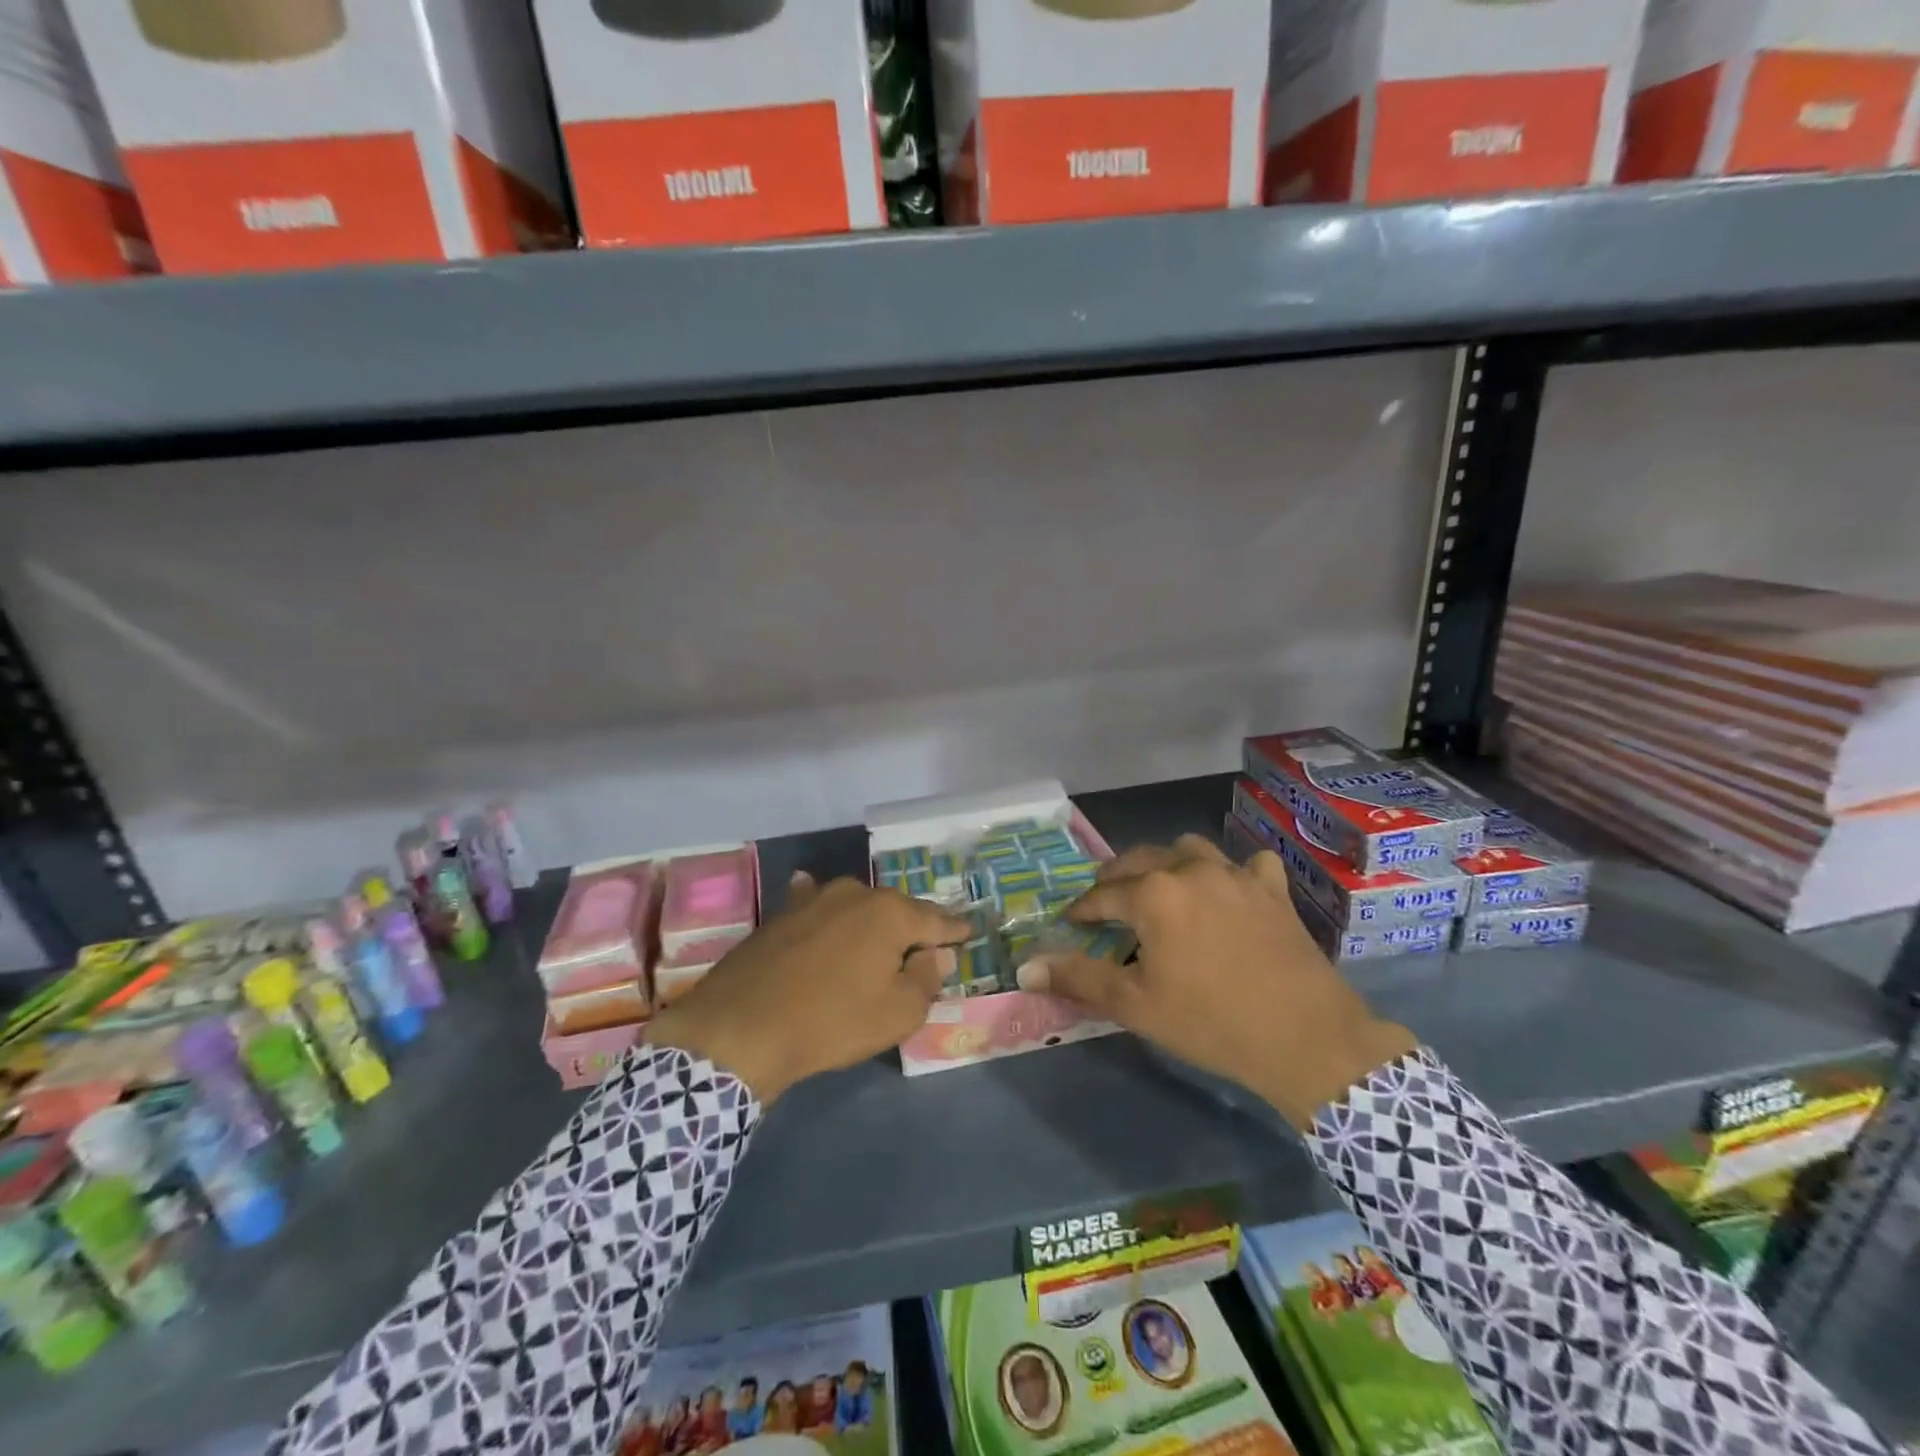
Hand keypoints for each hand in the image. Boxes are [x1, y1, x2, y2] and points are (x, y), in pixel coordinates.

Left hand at [645, 873, 965, 1101]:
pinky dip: (827, 913)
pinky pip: (815, 907)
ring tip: (878, 938)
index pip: (935, 919)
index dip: (953, 930)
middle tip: (923, 947)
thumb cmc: (831, 1021)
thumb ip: (926, 978)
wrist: (740, 1029)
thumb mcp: (897, 1012)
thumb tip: (936, 954)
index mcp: (889, 912)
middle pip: (895, 910)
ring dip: (869, 922)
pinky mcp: (780, 914)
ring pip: (855, 907)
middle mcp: (854, 893)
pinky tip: (818, 904)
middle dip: (911, 927)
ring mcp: (812, 898)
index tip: (968, 932)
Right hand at [1014, 835, 1417, 1128]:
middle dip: (1116, 879)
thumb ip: (1079, 978)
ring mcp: (1236, 875)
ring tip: (1160, 890)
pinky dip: (1231, 872)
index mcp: (1154, 893)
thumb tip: (1026, 968)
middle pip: (1140, 860)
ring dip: (1167, 864)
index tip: (1071, 923)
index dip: (1081, 910)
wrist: (1306, 1038)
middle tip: (1106, 905)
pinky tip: (1229, 892)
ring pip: (1189, 850)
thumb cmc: (1211, 1021)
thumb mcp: (1136, 1005)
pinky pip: (1246, 864)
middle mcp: (1191, 870)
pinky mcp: (1272, 890)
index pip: (1102, 894)